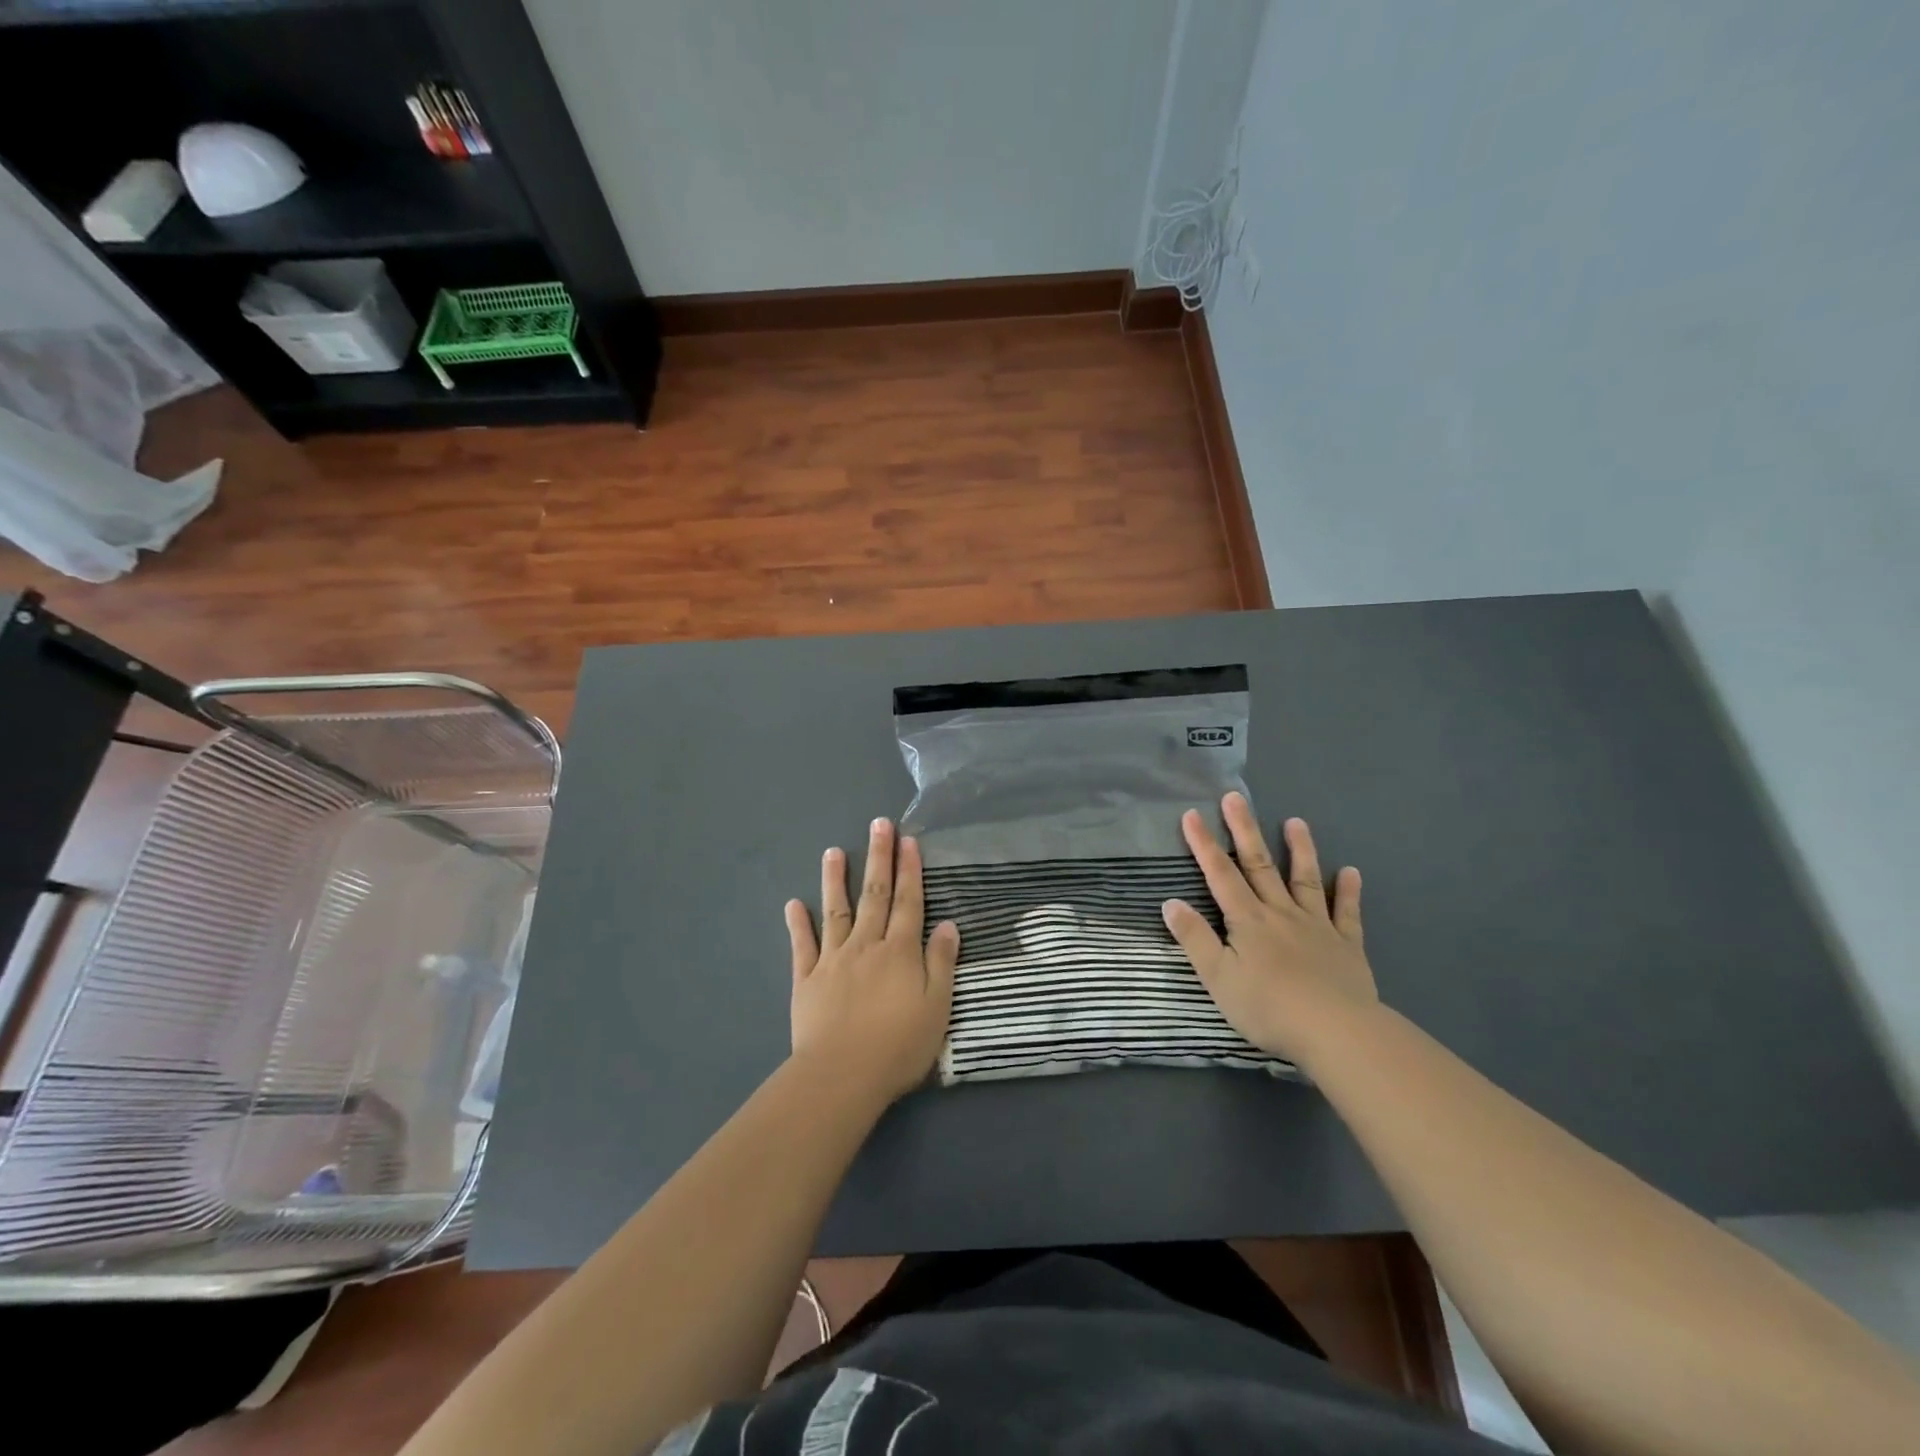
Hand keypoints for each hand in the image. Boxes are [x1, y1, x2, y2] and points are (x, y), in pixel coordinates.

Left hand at [785, 818, 959, 1103]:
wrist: (842, 1075)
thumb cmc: (898, 1046)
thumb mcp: (937, 1007)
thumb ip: (942, 963)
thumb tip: (949, 925)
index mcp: (900, 951)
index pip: (909, 902)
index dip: (910, 870)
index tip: (908, 840)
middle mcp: (867, 945)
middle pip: (875, 895)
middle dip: (879, 858)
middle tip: (878, 825)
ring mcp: (833, 959)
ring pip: (836, 911)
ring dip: (836, 880)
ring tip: (833, 851)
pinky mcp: (807, 979)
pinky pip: (802, 946)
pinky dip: (798, 924)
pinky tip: (793, 904)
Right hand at [1162, 793, 1377, 1063]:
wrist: (1336, 1032)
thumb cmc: (1268, 1007)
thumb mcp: (1218, 977)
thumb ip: (1195, 938)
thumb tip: (1170, 903)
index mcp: (1247, 920)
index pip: (1220, 875)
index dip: (1203, 844)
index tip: (1192, 814)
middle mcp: (1281, 913)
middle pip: (1259, 865)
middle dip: (1244, 830)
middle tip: (1235, 797)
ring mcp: (1316, 926)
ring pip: (1305, 879)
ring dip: (1300, 849)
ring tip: (1296, 821)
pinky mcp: (1346, 945)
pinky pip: (1347, 912)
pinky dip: (1349, 891)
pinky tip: (1351, 872)